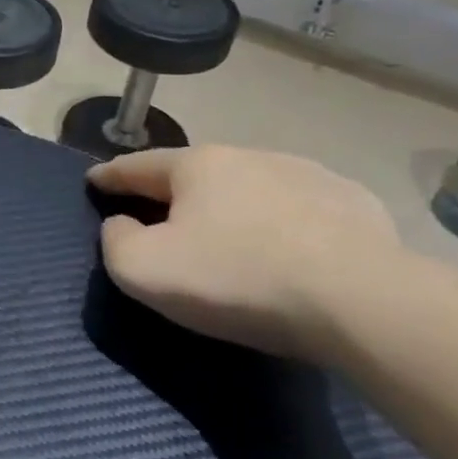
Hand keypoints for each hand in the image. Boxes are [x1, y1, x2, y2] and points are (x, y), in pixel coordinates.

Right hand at [88, 145, 399, 361]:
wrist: (363, 303)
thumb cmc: (238, 279)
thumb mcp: (145, 270)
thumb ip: (115, 242)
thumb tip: (122, 225)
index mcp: (196, 165)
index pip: (137, 166)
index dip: (110, 175)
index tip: (94, 179)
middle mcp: (249, 155)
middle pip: (195, 174)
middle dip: (174, 192)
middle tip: (162, 217)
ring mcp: (307, 175)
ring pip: (250, 187)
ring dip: (231, 204)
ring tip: (231, 235)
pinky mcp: (355, 204)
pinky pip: (301, 209)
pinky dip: (283, 222)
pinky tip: (289, 248)